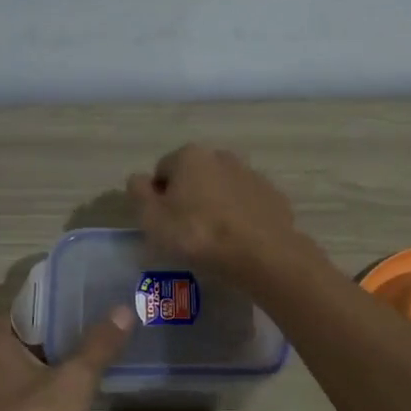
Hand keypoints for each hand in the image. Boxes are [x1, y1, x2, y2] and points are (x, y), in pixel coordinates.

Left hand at [0, 304, 134, 410]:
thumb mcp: (75, 379)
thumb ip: (99, 345)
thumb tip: (123, 309)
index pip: (8, 308)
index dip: (34, 297)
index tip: (64, 292)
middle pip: (15, 335)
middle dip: (45, 326)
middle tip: (81, 315)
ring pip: (19, 364)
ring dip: (45, 355)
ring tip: (82, 346)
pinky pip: (23, 388)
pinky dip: (43, 381)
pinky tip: (70, 386)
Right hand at [126, 145, 301, 282]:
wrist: (260, 254)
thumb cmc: (197, 235)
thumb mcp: (152, 218)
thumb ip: (138, 193)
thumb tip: (139, 179)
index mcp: (189, 156)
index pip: (162, 171)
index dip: (158, 197)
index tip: (162, 223)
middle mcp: (221, 156)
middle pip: (194, 177)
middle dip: (188, 197)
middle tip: (186, 231)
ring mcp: (251, 174)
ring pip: (222, 188)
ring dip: (215, 205)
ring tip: (214, 238)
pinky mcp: (272, 196)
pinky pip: (246, 204)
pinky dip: (239, 216)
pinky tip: (237, 240)